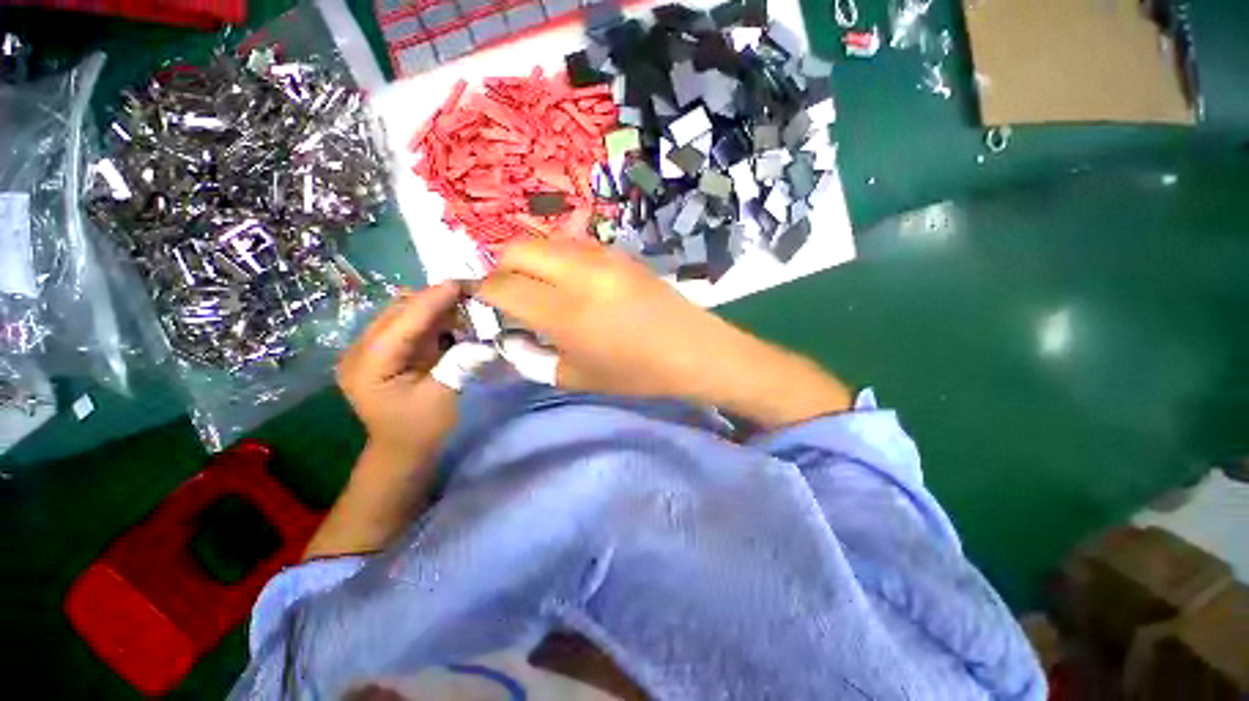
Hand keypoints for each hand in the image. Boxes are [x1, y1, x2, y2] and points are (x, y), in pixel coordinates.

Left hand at [336, 281, 460, 461]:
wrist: (401, 448)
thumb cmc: (420, 429)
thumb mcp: (442, 398)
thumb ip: (459, 365)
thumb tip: (484, 342)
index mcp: (368, 367)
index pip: (400, 324)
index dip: (430, 302)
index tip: (459, 283)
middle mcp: (360, 351)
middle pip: (398, 312)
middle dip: (434, 299)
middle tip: (471, 292)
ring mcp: (369, 349)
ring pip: (402, 313)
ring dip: (434, 306)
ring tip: (466, 302)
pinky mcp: (383, 349)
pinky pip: (408, 323)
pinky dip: (431, 317)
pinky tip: (453, 318)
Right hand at [478, 240, 728, 397]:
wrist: (693, 350)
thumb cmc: (636, 373)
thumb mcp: (578, 378)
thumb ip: (534, 358)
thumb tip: (510, 338)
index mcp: (564, 312)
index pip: (502, 286)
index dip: (483, 292)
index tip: (484, 304)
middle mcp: (578, 274)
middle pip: (517, 249)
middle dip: (503, 269)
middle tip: (512, 295)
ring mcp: (602, 257)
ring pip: (546, 240)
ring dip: (532, 259)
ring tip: (541, 285)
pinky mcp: (620, 253)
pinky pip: (575, 242)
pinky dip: (559, 255)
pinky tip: (571, 278)